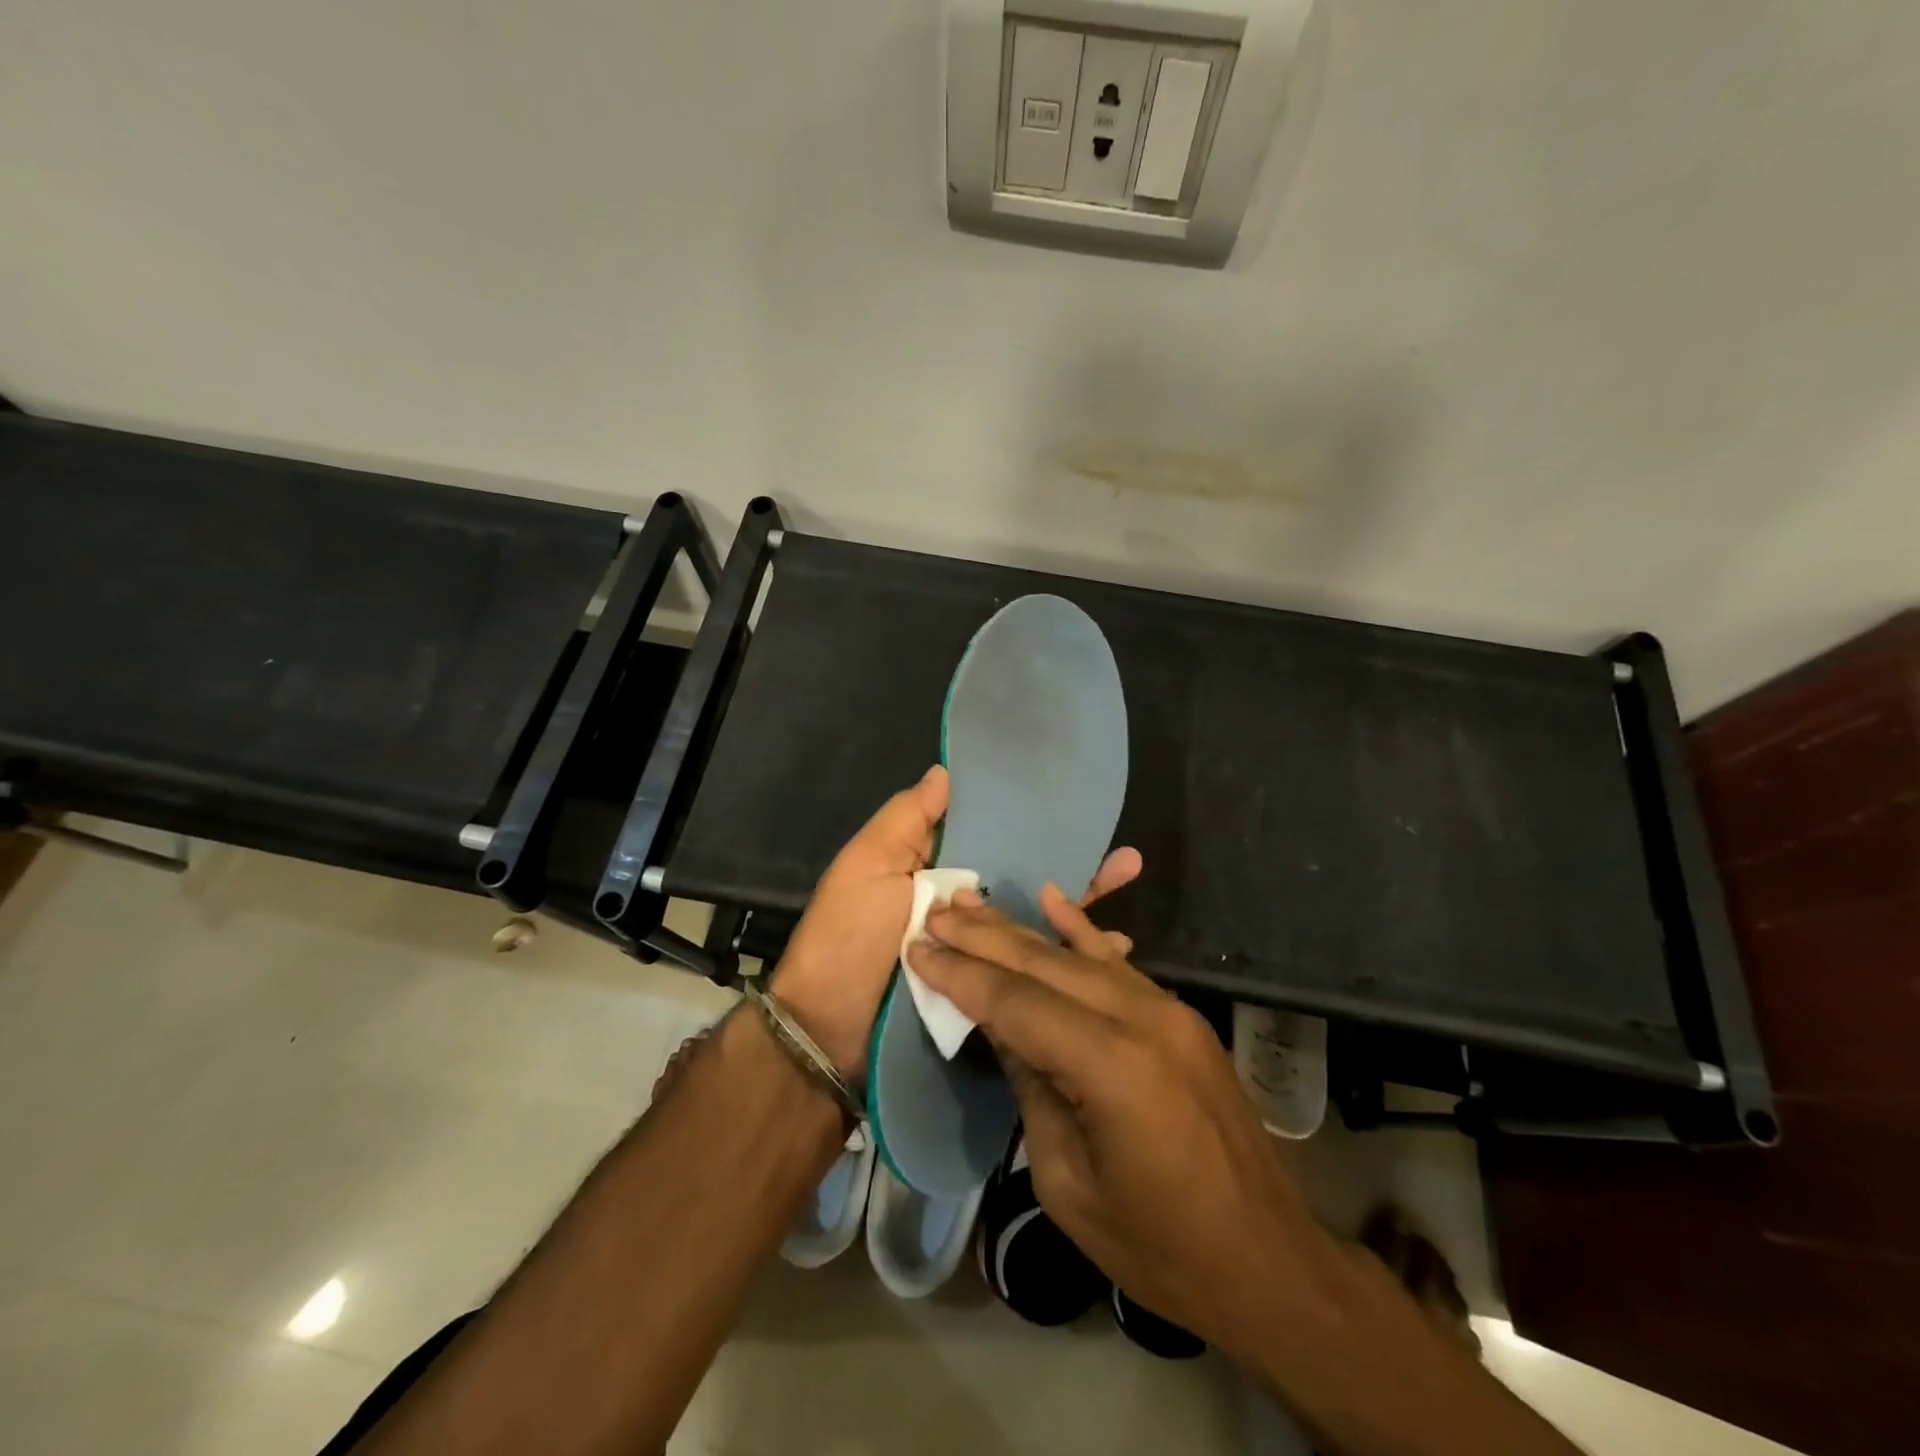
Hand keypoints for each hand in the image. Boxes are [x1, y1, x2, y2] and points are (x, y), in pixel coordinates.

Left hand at [770, 765, 1141, 1080]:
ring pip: (1035, 920)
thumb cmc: (848, 938)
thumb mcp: (867, 866)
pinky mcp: (989, 991)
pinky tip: (1115, 951)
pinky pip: (1033, 967)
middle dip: (1070, 863)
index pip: (990, 836)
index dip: (1028, 822)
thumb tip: (946, 771)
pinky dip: (1071, 957)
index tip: (1074, 807)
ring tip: (1129, 886)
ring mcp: (978, 951)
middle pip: (1022, 878)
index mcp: (932, 868)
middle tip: (1126, 856)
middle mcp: (960, 905)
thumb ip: (907, 819)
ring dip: (1082, 905)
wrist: (831, 1034)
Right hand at [907, 890, 1332, 1360]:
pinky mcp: (1179, 1014)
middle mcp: (1142, 1019)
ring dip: (1020, 930)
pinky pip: (1119, 962)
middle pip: (1044, 966)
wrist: (1268, 1260)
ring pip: (1078, 955)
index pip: (1017, 1004)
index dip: (962, 975)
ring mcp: (1167, 1009)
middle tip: (934, 913)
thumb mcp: (1067, 1183)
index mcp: (1112, 1067)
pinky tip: (1052, 899)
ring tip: (970, 905)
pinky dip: (1081, 929)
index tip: (917, 947)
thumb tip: (999, 1025)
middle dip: (983, 939)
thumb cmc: (1159, 1246)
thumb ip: (1031, 1088)